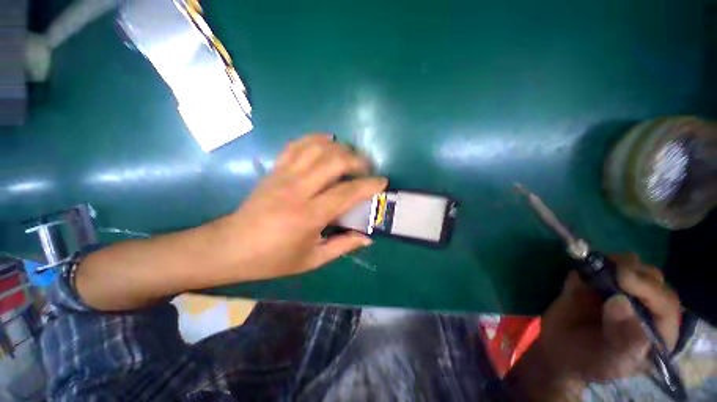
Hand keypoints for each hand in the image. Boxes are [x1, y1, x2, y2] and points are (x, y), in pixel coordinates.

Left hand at [216, 134, 386, 281]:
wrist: (231, 247)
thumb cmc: (273, 259)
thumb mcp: (312, 260)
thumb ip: (343, 246)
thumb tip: (368, 238)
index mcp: (308, 216)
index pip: (347, 192)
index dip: (369, 185)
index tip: (382, 182)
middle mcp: (297, 190)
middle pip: (334, 161)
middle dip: (357, 160)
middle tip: (367, 168)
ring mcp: (283, 176)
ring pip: (316, 148)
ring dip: (339, 148)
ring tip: (350, 156)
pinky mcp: (274, 170)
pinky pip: (296, 146)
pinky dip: (314, 139)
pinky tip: (327, 140)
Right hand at [506, 254, 680, 400]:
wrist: (558, 352)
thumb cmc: (590, 364)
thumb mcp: (610, 363)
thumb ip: (623, 340)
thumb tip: (620, 301)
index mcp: (657, 330)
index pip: (665, 303)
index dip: (649, 289)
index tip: (622, 278)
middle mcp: (645, 307)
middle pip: (652, 278)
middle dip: (633, 271)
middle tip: (610, 272)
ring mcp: (620, 292)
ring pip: (631, 266)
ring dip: (615, 263)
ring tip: (596, 269)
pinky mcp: (596, 283)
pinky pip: (601, 264)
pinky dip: (593, 261)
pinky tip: (583, 268)